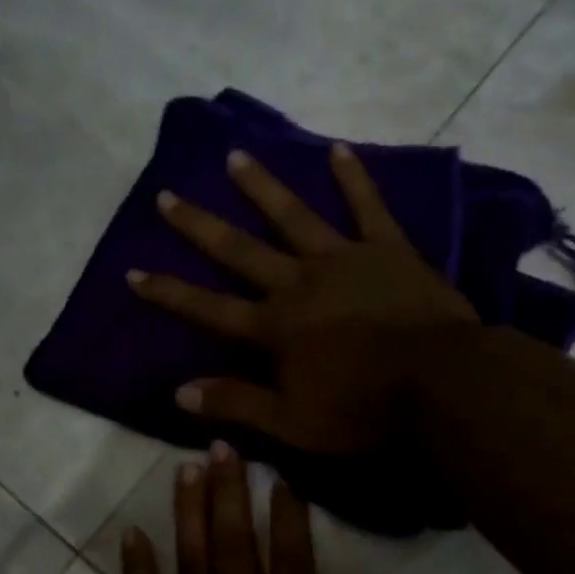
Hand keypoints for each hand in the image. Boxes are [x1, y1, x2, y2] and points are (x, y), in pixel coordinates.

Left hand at [120, 443, 412, 573]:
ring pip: (192, 566)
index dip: (287, 518)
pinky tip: (130, 534)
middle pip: (236, 550)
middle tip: (223, 446)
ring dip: (189, 514)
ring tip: (185, 469)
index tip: (279, 477)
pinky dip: (137, 569)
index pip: (293, 567)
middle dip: (230, 495)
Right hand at [127, 143, 476, 453]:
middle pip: (240, 251)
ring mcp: (344, 260)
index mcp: (274, 328)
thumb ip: (237, 403)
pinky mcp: (388, 250)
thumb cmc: (363, 410)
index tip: (133, 271)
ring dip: (262, 188)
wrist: (440, 383)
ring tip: (235, 157)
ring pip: (294, 217)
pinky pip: (367, 208)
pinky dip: (353, 178)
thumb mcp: (292, 423)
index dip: (169, 292)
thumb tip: (179, 392)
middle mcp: (299, 283)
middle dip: (200, 226)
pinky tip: (337, 150)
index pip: (209, 309)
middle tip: (167, 195)